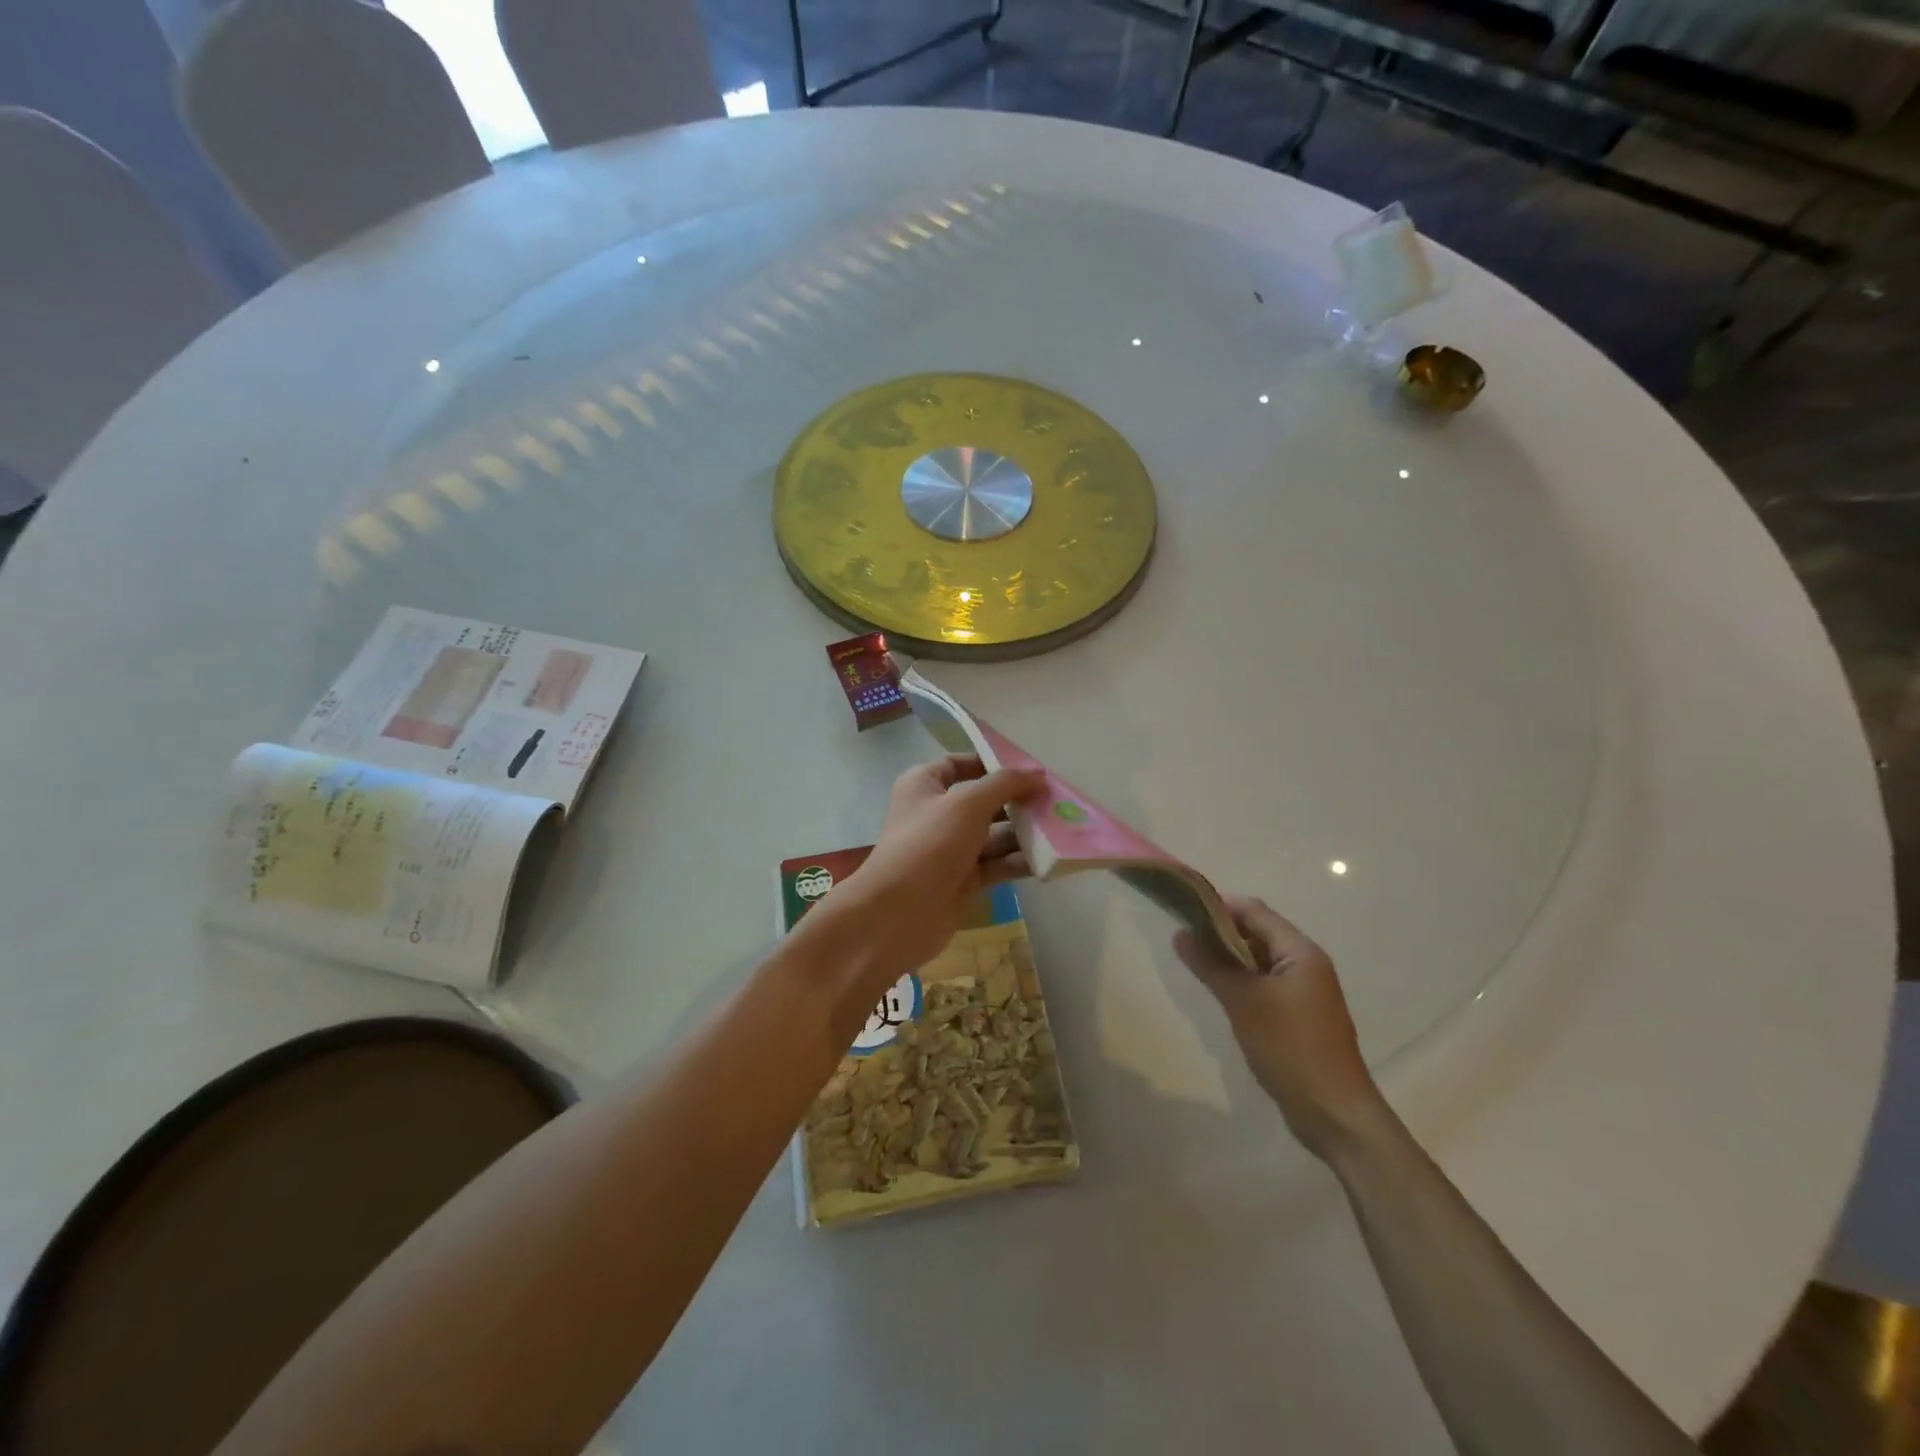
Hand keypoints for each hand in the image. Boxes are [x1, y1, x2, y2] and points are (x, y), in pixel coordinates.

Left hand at [829, 756, 1044, 983]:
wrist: (898, 914)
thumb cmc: (929, 845)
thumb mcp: (968, 803)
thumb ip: (1005, 785)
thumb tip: (1038, 774)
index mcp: (924, 785)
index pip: (961, 764)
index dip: (992, 764)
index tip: (1028, 770)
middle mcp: (937, 813)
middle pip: (984, 800)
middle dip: (1018, 800)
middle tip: (1055, 801)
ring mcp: (950, 849)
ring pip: (994, 835)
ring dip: (1024, 832)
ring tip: (1061, 828)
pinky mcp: (963, 880)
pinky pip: (997, 864)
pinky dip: (1019, 861)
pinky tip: (1049, 858)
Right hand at [1175, 896, 1388, 1161]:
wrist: (1334, 1114)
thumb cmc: (1291, 1049)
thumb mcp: (1244, 1002)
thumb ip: (1211, 964)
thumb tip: (1181, 934)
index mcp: (1300, 952)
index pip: (1254, 911)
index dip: (1218, 906)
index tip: (1183, 912)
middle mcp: (1305, 963)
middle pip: (1257, 931)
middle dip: (1220, 931)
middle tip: (1183, 939)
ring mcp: (1304, 990)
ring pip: (1259, 959)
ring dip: (1228, 957)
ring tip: (1194, 963)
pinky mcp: (1298, 1014)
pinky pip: (1264, 983)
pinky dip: (1241, 980)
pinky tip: (1219, 992)